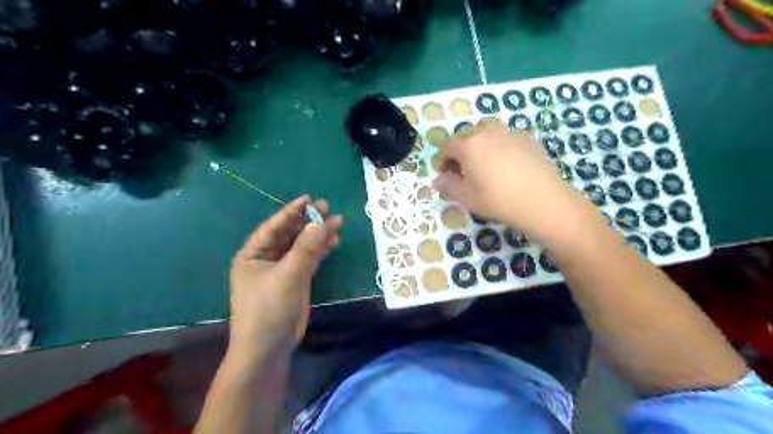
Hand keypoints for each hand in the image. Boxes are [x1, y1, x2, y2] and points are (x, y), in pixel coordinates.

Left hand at [227, 196, 339, 359]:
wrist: (268, 348)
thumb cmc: (269, 309)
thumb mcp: (287, 276)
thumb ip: (305, 249)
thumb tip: (320, 223)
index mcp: (253, 254)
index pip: (274, 227)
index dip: (292, 211)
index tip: (310, 199)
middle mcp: (266, 259)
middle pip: (290, 234)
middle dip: (309, 221)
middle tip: (328, 207)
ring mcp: (282, 270)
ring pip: (302, 246)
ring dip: (318, 235)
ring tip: (338, 221)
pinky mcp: (295, 280)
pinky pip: (309, 260)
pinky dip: (321, 251)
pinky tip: (334, 241)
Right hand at [434, 117, 586, 239]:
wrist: (543, 201)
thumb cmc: (498, 200)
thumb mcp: (467, 198)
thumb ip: (448, 186)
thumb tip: (437, 181)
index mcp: (469, 144)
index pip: (448, 146)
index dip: (442, 160)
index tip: (442, 174)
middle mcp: (488, 132)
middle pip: (467, 135)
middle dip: (460, 151)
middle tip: (462, 170)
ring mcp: (511, 133)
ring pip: (488, 132)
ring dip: (480, 144)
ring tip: (483, 163)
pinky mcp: (528, 139)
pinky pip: (506, 138)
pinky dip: (499, 147)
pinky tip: (506, 166)